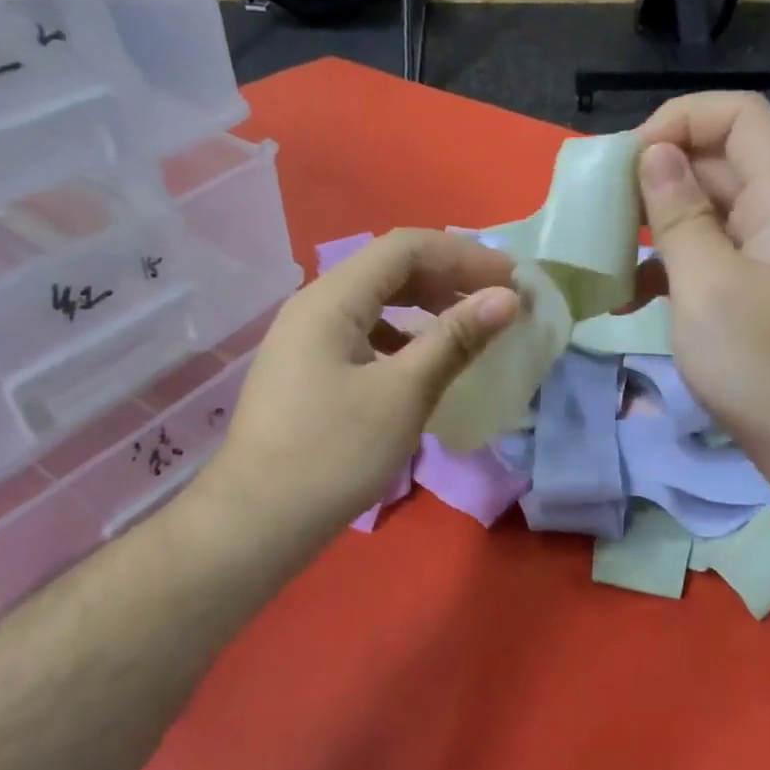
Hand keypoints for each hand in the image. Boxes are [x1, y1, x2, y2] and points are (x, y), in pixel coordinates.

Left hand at [199, 230, 519, 558]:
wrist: (256, 522)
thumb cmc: (334, 453)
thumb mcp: (404, 393)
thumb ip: (455, 338)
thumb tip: (507, 298)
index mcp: (332, 299)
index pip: (406, 247)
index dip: (464, 256)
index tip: (513, 280)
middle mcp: (315, 306)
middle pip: (390, 268)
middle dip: (450, 276)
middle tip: (500, 300)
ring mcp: (308, 338)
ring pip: (378, 301)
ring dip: (428, 304)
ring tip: (471, 325)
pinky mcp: (309, 369)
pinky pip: (365, 332)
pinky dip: (405, 335)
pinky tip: (425, 361)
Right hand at [634, 93, 769, 505]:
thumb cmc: (768, 367)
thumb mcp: (710, 287)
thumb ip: (680, 214)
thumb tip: (655, 154)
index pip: (739, 116)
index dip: (681, 120)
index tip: (628, 163)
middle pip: (717, 162)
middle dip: (656, 174)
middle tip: (600, 211)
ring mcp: (767, 260)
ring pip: (705, 213)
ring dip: (654, 225)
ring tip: (604, 253)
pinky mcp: (753, 298)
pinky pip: (706, 259)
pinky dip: (666, 268)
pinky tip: (626, 298)